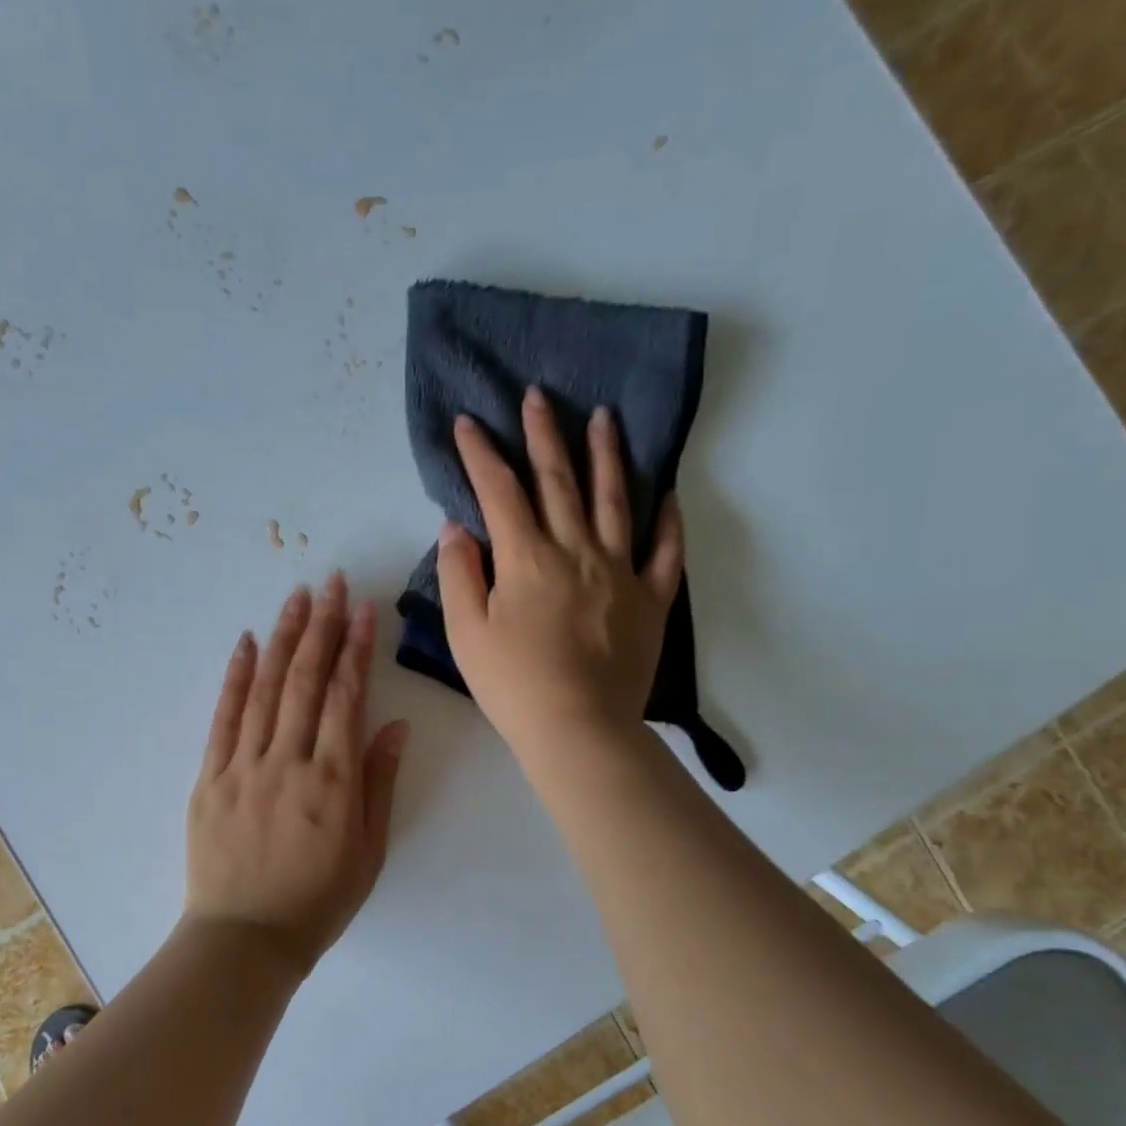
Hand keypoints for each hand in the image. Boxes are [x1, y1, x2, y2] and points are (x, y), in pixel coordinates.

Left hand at [185, 574, 409, 974]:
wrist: (245, 940)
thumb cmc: (318, 900)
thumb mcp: (369, 851)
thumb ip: (379, 784)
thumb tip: (393, 726)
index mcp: (333, 780)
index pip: (346, 698)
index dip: (356, 649)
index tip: (363, 610)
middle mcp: (289, 761)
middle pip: (306, 681)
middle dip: (322, 627)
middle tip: (331, 583)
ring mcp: (244, 766)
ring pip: (265, 688)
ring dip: (283, 638)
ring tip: (296, 597)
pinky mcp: (210, 777)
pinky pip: (224, 718)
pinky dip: (236, 677)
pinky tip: (247, 643)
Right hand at [437, 385, 684, 759]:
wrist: (578, 729)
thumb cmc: (513, 685)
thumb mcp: (465, 633)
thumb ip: (459, 574)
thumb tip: (457, 527)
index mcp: (527, 558)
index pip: (499, 491)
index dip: (481, 454)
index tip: (468, 422)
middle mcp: (576, 550)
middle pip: (558, 480)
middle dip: (543, 434)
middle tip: (538, 396)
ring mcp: (620, 572)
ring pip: (614, 500)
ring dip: (606, 455)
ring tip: (603, 418)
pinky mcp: (650, 599)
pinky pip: (664, 551)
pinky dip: (668, 520)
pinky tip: (667, 494)